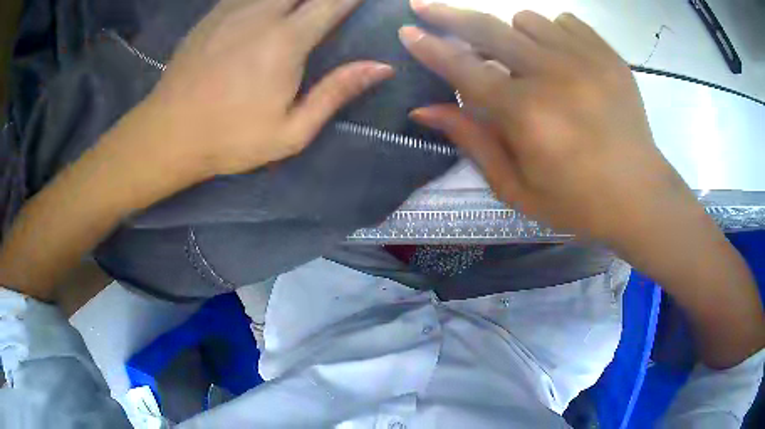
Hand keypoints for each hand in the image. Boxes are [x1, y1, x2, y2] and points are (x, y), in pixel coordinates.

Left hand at [135, 0, 393, 179]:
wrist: (168, 134)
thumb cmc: (230, 138)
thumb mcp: (291, 131)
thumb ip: (336, 92)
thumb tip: (381, 67)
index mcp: (287, 40)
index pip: (334, 1)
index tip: (367, 2)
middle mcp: (262, 13)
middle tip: (329, 7)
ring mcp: (233, 9)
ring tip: (301, 9)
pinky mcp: (213, 14)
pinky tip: (268, 8)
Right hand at [400, 3, 697, 247]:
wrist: (640, 196)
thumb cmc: (577, 202)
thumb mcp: (516, 187)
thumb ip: (472, 141)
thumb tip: (425, 109)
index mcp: (525, 114)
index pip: (462, 68)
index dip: (429, 47)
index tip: (407, 31)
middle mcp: (551, 75)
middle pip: (487, 28)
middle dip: (449, 15)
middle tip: (425, 7)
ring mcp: (584, 59)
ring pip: (526, 19)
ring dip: (512, 35)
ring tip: (523, 59)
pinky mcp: (608, 55)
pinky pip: (564, 22)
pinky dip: (552, 34)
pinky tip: (560, 59)